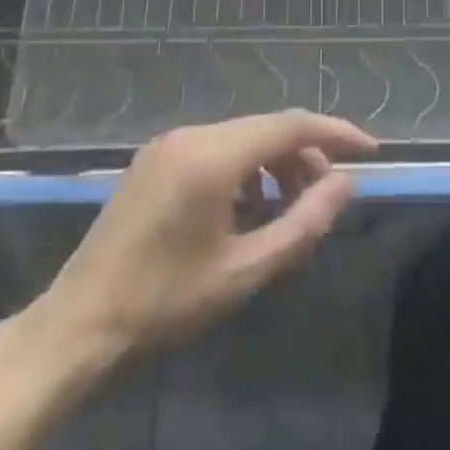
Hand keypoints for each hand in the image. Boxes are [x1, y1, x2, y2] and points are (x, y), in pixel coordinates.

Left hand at [24, 111, 377, 376]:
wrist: (79, 323)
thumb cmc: (164, 303)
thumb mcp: (245, 271)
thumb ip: (304, 223)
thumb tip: (345, 184)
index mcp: (213, 157)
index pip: (291, 125)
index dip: (336, 134)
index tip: (371, 151)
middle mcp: (191, 135)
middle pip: (268, 128)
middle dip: (306, 156)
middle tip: (326, 199)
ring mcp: (169, 144)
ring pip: (243, 136)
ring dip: (276, 163)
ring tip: (288, 211)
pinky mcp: (155, 158)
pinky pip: (217, 148)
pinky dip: (245, 169)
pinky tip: (248, 209)